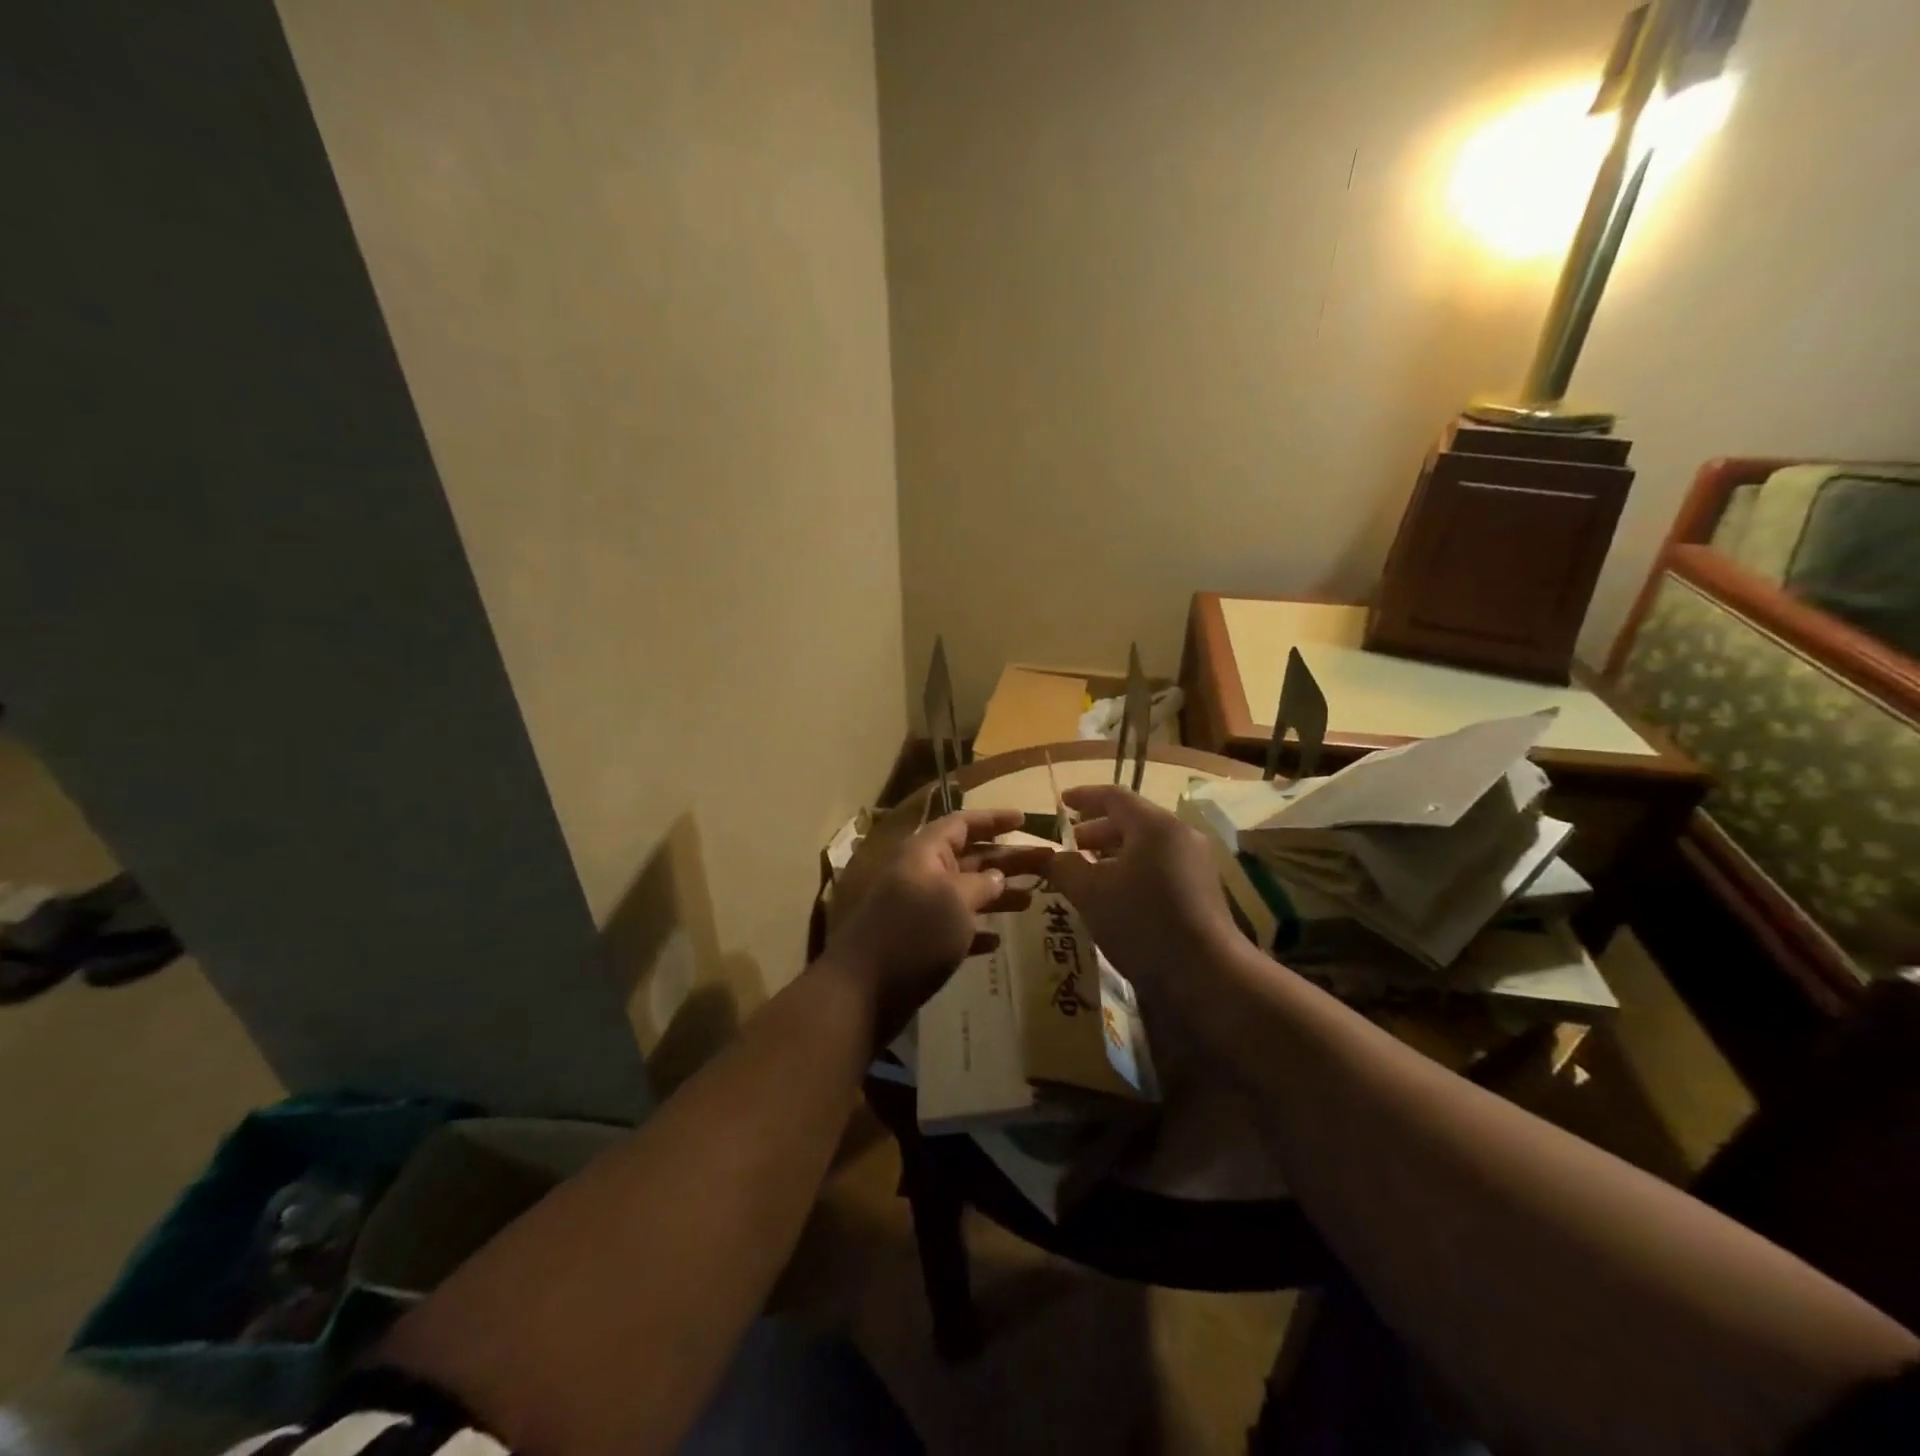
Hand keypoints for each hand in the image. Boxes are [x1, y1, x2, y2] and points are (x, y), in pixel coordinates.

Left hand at [827, 807, 1052, 1040]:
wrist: (863, 991)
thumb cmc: (912, 934)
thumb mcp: (954, 901)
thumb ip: (981, 884)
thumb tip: (996, 876)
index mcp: (924, 853)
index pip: (962, 823)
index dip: (994, 819)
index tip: (1025, 820)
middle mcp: (921, 874)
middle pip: (970, 857)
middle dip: (1007, 859)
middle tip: (1047, 862)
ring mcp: (917, 909)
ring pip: (965, 892)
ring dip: (997, 894)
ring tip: (1032, 899)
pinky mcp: (917, 942)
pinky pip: (953, 927)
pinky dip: (976, 930)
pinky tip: (997, 940)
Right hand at [1047, 785, 1242, 1001]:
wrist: (1206, 975)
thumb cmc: (1142, 923)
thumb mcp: (1090, 894)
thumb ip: (1065, 867)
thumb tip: (1052, 856)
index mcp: (1154, 825)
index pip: (1114, 796)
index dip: (1084, 796)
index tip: (1061, 802)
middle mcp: (1179, 835)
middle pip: (1132, 820)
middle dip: (1096, 830)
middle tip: (1070, 846)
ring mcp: (1195, 863)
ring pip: (1146, 846)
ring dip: (1113, 853)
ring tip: (1088, 873)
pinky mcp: (1201, 890)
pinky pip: (1160, 866)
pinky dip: (1133, 870)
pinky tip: (1115, 896)